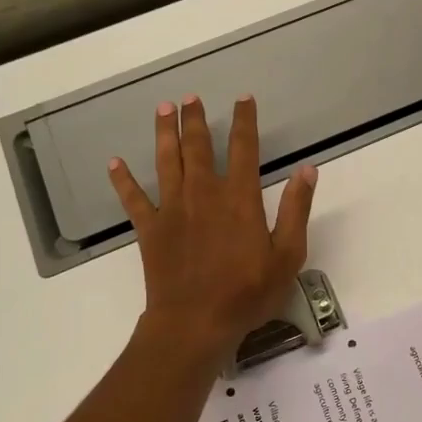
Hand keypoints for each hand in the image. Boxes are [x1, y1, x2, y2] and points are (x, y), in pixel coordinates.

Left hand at [108, 95, 317, 365]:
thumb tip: (307, 169)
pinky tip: (114, 163)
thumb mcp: (287, 255)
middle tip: (190, 97)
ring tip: (163, 109)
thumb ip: (295, 210)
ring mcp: (173, 209)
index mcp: (239, 199)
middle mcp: (204, 194)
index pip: (244, 148)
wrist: (195, 323)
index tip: (243, 100)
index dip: (244, 121)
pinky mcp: (150, 228)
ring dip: (164, 133)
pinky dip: (123, 180)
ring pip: (166, 161)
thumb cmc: (247, 293)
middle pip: (198, 147)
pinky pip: (133, 198)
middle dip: (195, 119)